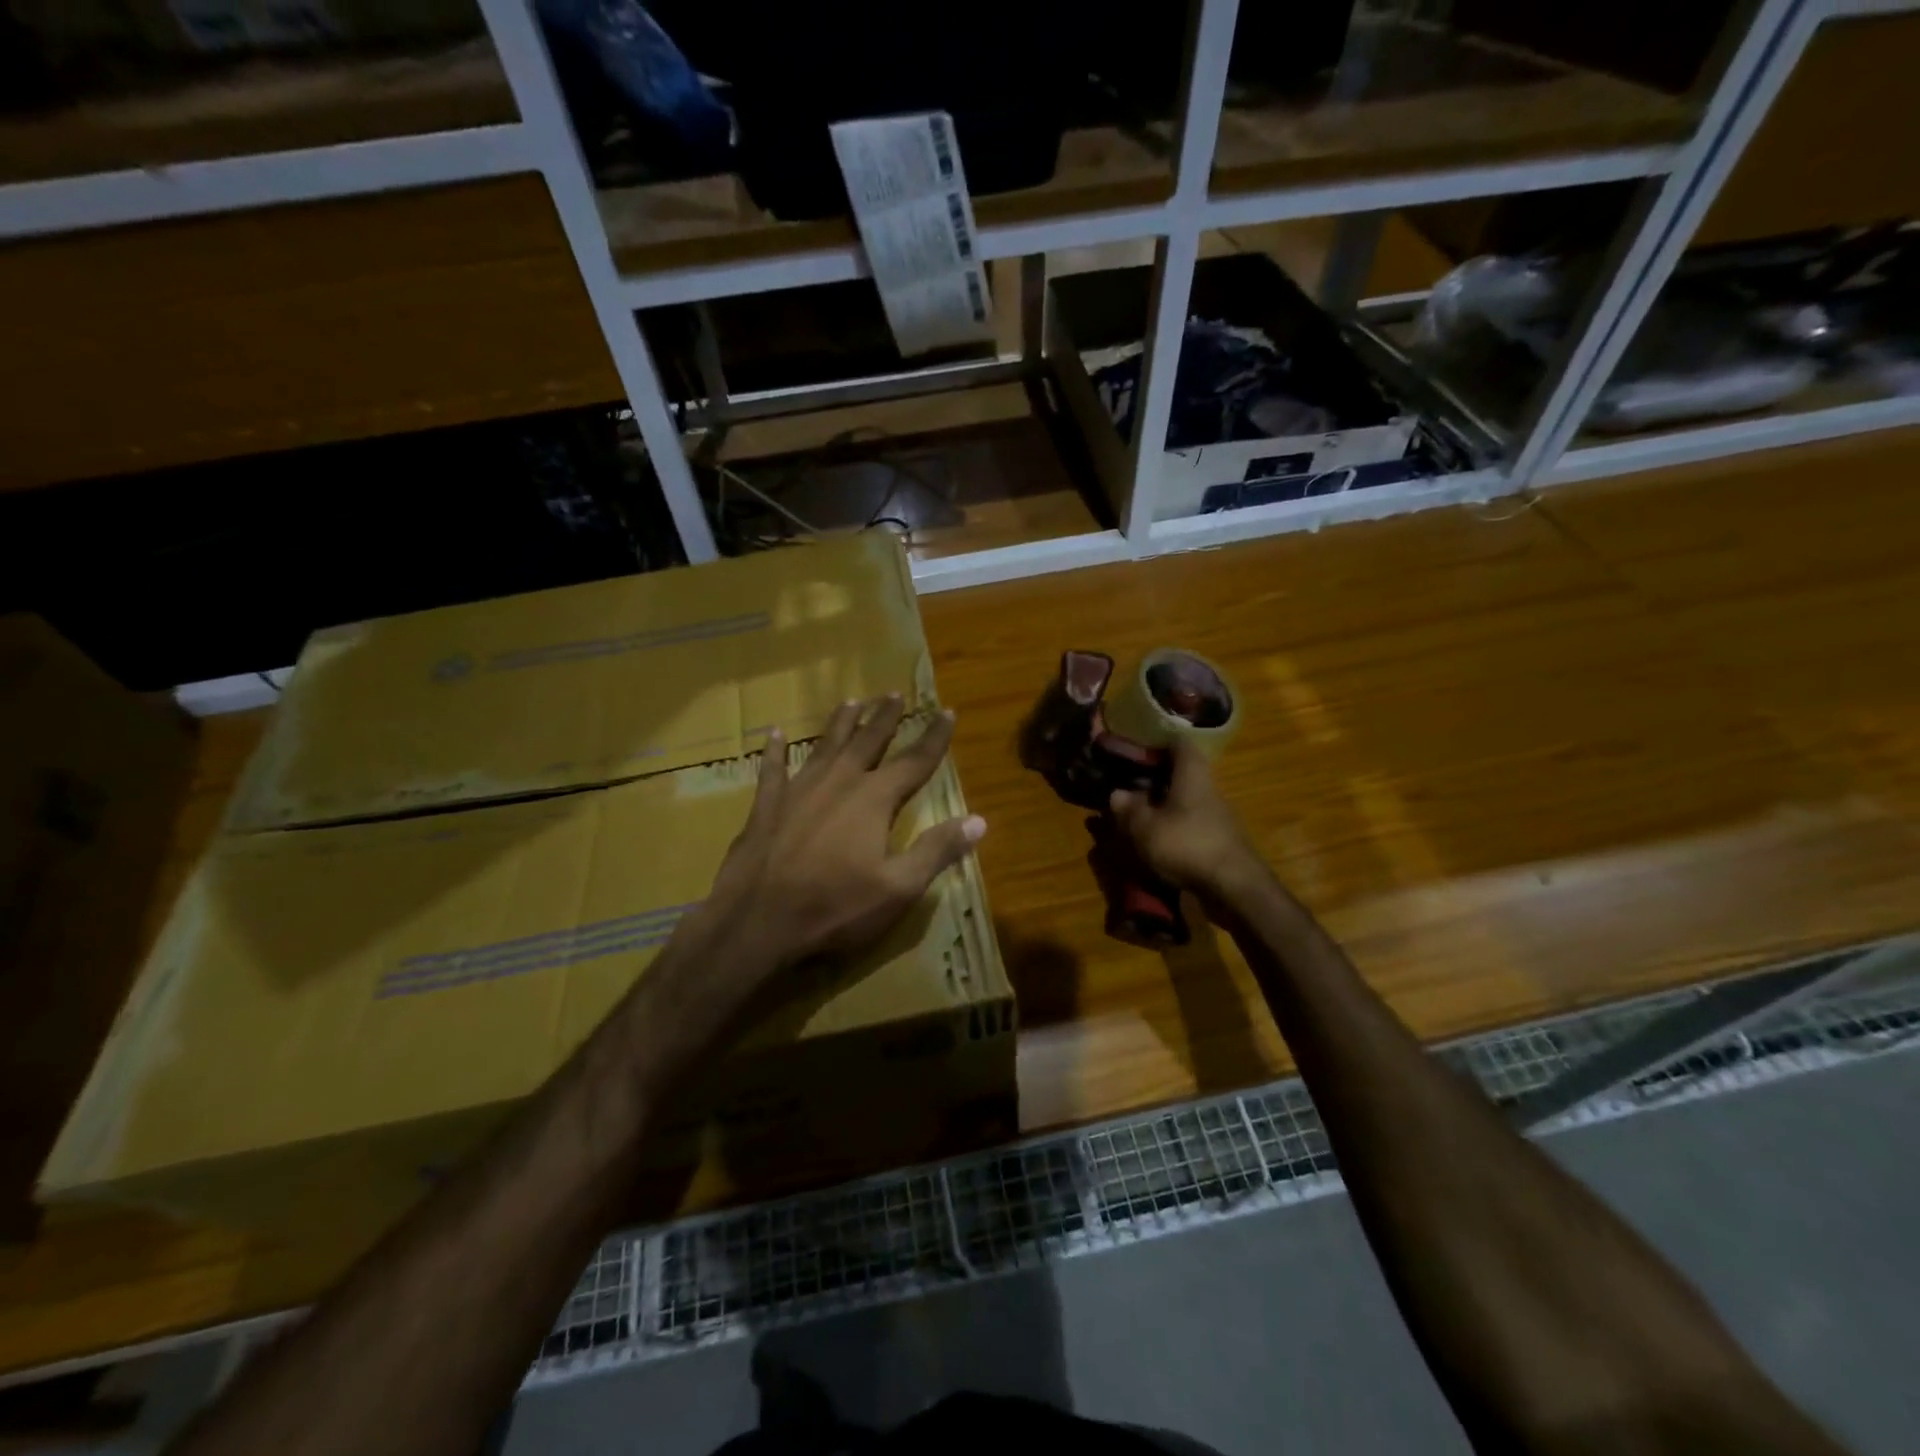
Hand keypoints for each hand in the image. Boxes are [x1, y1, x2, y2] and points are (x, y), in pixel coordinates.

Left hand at [702, 695, 986, 971]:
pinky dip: (775, 751)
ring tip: (851, 701)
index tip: (947, 712)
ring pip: (825, 746)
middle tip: (895, 694)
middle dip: (885, 718)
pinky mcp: (766, 806)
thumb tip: (979, 820)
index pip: (914, 761)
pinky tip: (774, 734)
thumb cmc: (836, 908)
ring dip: (840, 723)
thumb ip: (938, 850)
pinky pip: (772, 770)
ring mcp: (799, 790)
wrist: (757, 921)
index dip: (934, 737)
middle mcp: (839, 783)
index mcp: (874, 799)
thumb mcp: (899, 888)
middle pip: (868, 742)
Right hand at [1108, 740, 1257, 893]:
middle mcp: (1208, 788)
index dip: (1157, 743)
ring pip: (1186, 799)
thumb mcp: (1145, 828)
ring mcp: (1218, 815)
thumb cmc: (1187, 845)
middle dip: (1156, 778)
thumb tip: (1117, 793)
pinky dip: (1175, 827)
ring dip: (1164, 805)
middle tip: (1129, 786)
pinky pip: (1192, 823)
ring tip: (1138, 816)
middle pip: (1182, 773)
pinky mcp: (1220, 840)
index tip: (1134, 751)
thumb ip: (1129, 809)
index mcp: (1192, 775)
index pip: (1179, 744)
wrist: (1235, 888)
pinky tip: (1158, 841)